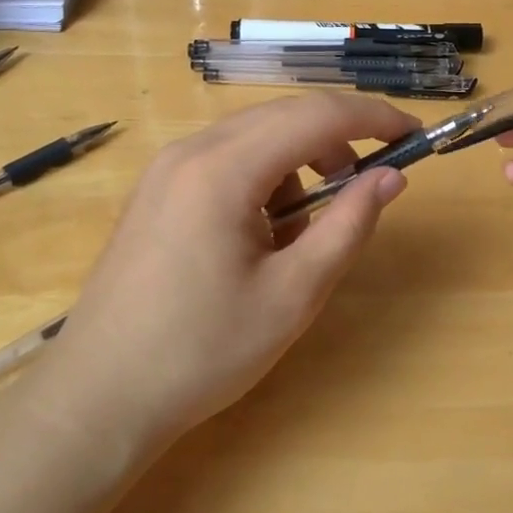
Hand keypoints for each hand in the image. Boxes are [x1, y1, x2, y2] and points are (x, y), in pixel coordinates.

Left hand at [58, 93, 415, 443]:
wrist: (98, 395)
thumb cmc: (202, 352)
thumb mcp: (293, 295)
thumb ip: (348, 226)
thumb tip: (391, 177)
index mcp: (224, 169)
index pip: (316, 116)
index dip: (373, 117)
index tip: (414, 133)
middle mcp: (191, 150)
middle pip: (284, 116)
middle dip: (338, 139)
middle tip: (373, 181)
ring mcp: (167, 167)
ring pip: (255, 135)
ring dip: (299, 162)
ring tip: (308, 227)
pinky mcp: (158, 188)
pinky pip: (227, 158)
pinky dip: (263, 177)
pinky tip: (263, 232)